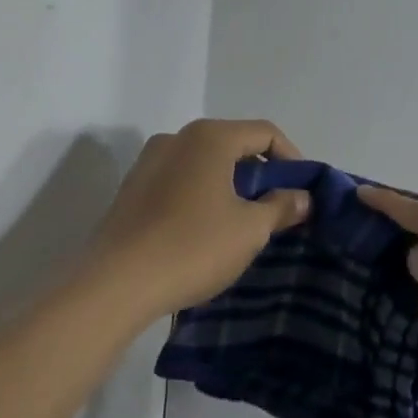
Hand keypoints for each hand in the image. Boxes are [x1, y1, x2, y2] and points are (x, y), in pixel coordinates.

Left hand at [87, 119, 311, 319]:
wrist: (115, 285)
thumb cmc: (193, 247)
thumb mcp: (251, 229)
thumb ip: (282, 206)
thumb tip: (302, 197)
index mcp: (209, 137)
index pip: (265, 133)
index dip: (292, 159)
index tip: (301, 192)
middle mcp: (176, 138)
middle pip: (233, 144)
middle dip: (261, 174)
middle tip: (277, 208)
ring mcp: (148, 162)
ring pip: (204, 163)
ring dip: (231, 185)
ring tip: (243, 222)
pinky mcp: (132, 189)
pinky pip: (180, 180)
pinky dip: (202, 195)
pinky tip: (206, 230)